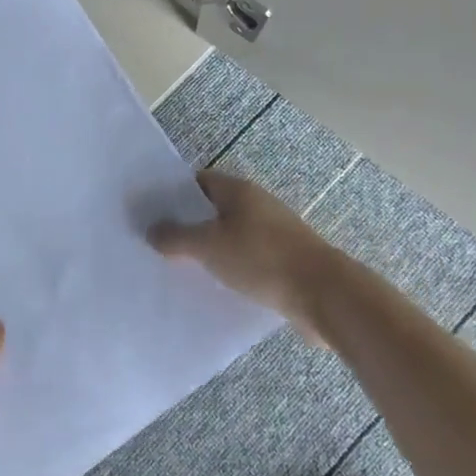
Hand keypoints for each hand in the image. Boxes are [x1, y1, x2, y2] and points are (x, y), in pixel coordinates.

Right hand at [149, 171, 339, 335]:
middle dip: (189, 225)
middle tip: (160, 244)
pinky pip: (248, 259)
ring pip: (232, 236)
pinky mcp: (284, 261)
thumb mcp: (210, 246)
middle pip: (215, 209)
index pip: (200, 181)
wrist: (324, 294)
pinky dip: (231, 268)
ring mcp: (274, 233)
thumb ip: (177, 238)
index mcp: (239, 191)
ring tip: (181, 269)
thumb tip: (151, 230)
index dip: (175, 194)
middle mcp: (257, 205)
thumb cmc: (261, 258)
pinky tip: (216, 288)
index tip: (152, 213)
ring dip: (210, 250)